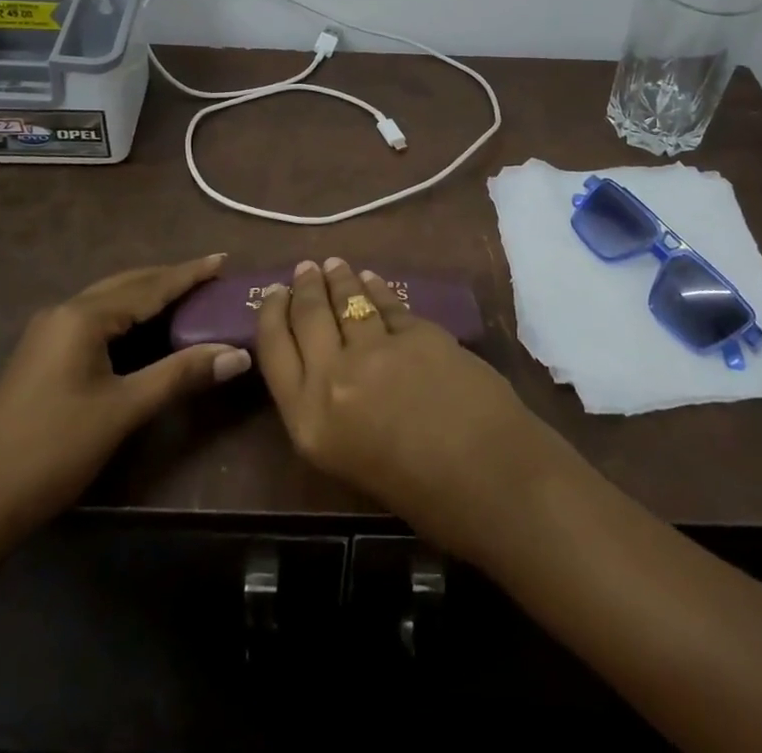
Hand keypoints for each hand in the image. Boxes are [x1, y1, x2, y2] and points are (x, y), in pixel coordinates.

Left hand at [0, 255, 250, 549]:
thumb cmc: (53, 451)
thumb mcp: (123, 411)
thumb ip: (180, 374)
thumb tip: (238, 354)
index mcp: (82, 317)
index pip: (149, 287)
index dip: (189, 274)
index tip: (223, 259)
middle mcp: (63, 312)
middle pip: (127, 284)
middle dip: (169, 279)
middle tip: (210, 275)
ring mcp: (47, 333)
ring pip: (109, 300)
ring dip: (147, 294)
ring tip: (186, 293)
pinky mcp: (42, 354)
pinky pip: (95, 318)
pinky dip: (127, 314)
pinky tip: (143, 325)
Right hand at [255, 257, 569, 561]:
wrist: (490, 479)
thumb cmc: (420, 495)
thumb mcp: (349, 459)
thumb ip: (330, 410)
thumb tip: (329, 369)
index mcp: (309, 420)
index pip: (274, 351)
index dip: (271, 314)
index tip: (274, 294)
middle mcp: (332, 377)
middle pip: (308, 317)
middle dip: (305, 288)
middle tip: (305, 269)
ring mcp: (376, 349)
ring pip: (348, 302)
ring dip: (339, 280)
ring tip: (334, 266)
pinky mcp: (416, 331)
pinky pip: (388, 304)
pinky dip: (378, 290)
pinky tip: (373, 280)